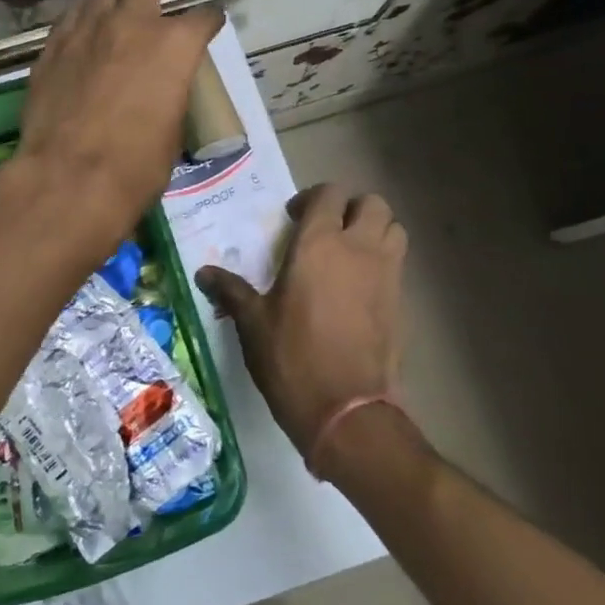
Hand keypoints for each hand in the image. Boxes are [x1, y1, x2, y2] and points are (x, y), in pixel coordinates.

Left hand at [10, 0, 223, 255]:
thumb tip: (163, 90)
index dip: (209, 21)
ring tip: (117, 5)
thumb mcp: (172, 131)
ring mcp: (88, 29)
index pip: (204, 16)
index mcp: (175, 45)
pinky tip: (83, 31)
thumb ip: (171, 94)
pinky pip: (71, 16)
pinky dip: (83, 18)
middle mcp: (133, 23)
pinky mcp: (53, 45)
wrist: (69, 176)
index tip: (208, 26)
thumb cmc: (136, 165)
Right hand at [196, 184, 405, 461]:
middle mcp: (359, 249)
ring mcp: (387, 275)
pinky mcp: (401, 303)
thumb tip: (203, 273)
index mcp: (320, 244)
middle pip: (372, 203)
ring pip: (394, 228)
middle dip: (350, 208)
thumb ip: (231, 290)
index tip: (293, 219)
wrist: (347, 411)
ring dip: (374, 230)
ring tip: (348, 253)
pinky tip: (358, 288)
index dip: (311, 199)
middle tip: (326, 230)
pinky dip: (383, 262)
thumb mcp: (253, 323)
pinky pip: (398, 264)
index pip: (329, 194)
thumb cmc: (292, 358)